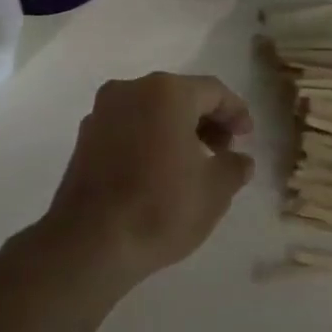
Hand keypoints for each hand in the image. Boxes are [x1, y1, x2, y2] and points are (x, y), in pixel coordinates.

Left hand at [38, 73, 255, 287]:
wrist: (90, 241)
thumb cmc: (161, 207)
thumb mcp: (215, 190)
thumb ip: (234, 166)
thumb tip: (238, 160)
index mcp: (165, 92)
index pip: (212, 91)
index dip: (235, 112)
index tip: (247, 137)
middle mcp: (130, 90)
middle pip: (179, 95)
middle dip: (205, 120)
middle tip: (223, 152)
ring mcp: (101, 111)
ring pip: (150, 110)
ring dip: (176, 129)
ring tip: (192, 165)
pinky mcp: (85, 136)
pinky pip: (127, 126)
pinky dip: (148, 138)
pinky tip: (158, 171)